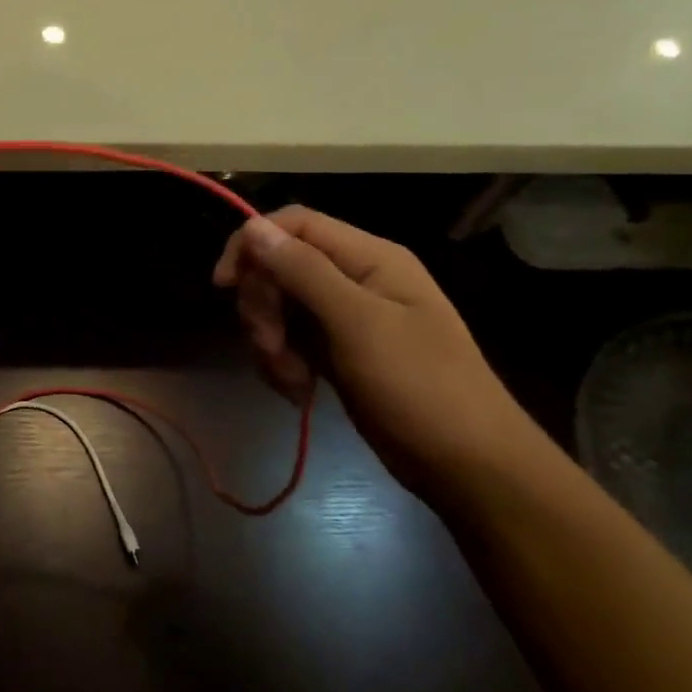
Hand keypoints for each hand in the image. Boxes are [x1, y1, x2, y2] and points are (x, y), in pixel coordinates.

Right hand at [213, 207, 545, 500]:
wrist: (467, 466)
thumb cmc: (420, 386)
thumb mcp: (358, 324)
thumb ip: (304, 272)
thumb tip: (253, 229)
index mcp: (369, 257)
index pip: (295, 225)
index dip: (253, 244)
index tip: (224, 285)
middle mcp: (354, 278)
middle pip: (280, 268)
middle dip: (263, 306)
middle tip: (269, 346)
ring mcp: (345, 318)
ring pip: (279, 308)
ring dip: (271, 341)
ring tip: (290, 380)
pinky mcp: (337, 352)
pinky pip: (290, 341)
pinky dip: (282, 363)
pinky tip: (297, 390)